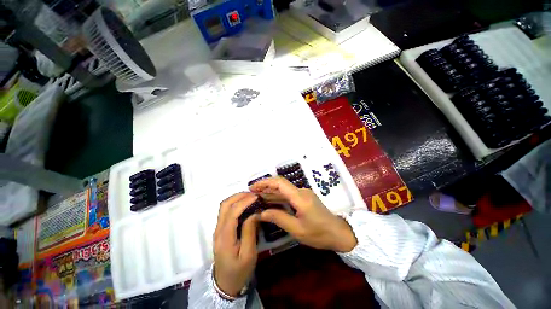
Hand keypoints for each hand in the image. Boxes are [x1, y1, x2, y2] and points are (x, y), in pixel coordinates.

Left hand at [213, 193, 259, 296]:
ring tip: (250, 197)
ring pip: (224, 206)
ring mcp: (218, 229)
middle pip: (225, 205)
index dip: (245, 201)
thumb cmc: (239, 271)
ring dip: (236, 198)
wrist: (225, 284)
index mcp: (225, 237)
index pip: (233, 212)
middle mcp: (218, 230)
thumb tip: (255, 213)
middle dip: (239, 196)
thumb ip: (250, 232)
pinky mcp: (220, 230)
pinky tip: (244, 204)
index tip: (257, 196)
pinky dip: (235, 203)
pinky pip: (225, 211)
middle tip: (254, 194)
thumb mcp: (248, 255)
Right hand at [250, 177, 356, 252]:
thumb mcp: (297, 229)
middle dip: (265, 186)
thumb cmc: (319, 234)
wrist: (339, 233)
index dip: (265, 182)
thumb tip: (261, 213)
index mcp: (300, 197)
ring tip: (257, 196)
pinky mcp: (304, 198)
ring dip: (270, 191)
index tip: (253, 187)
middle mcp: (301, 191)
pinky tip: (269, 201)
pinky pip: (288, 194)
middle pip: (280, 184)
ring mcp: (303, 194)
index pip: (280, 183)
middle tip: (251, 192)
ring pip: (283, 189)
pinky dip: (277, 197)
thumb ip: (278, 218)